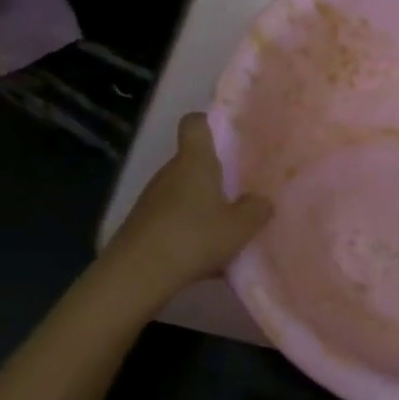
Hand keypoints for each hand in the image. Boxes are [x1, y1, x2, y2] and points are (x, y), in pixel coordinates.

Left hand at [103, 113, 271, 296]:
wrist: (137, 275)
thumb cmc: (194, 238)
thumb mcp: (239, 227)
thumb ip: (256, 210)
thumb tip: (261, 200)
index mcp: (195, 162)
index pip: (195, 124)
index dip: (209, 123)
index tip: (228, 136)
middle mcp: (170, 172)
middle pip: (193, 161)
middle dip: (215, 174)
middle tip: (241, 190)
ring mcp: (152, 198)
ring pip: (183, 191)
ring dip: (202, 204)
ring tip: (225, 227)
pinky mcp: (142, 224)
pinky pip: (173, 217)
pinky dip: (188, 228)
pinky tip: (204, 253)